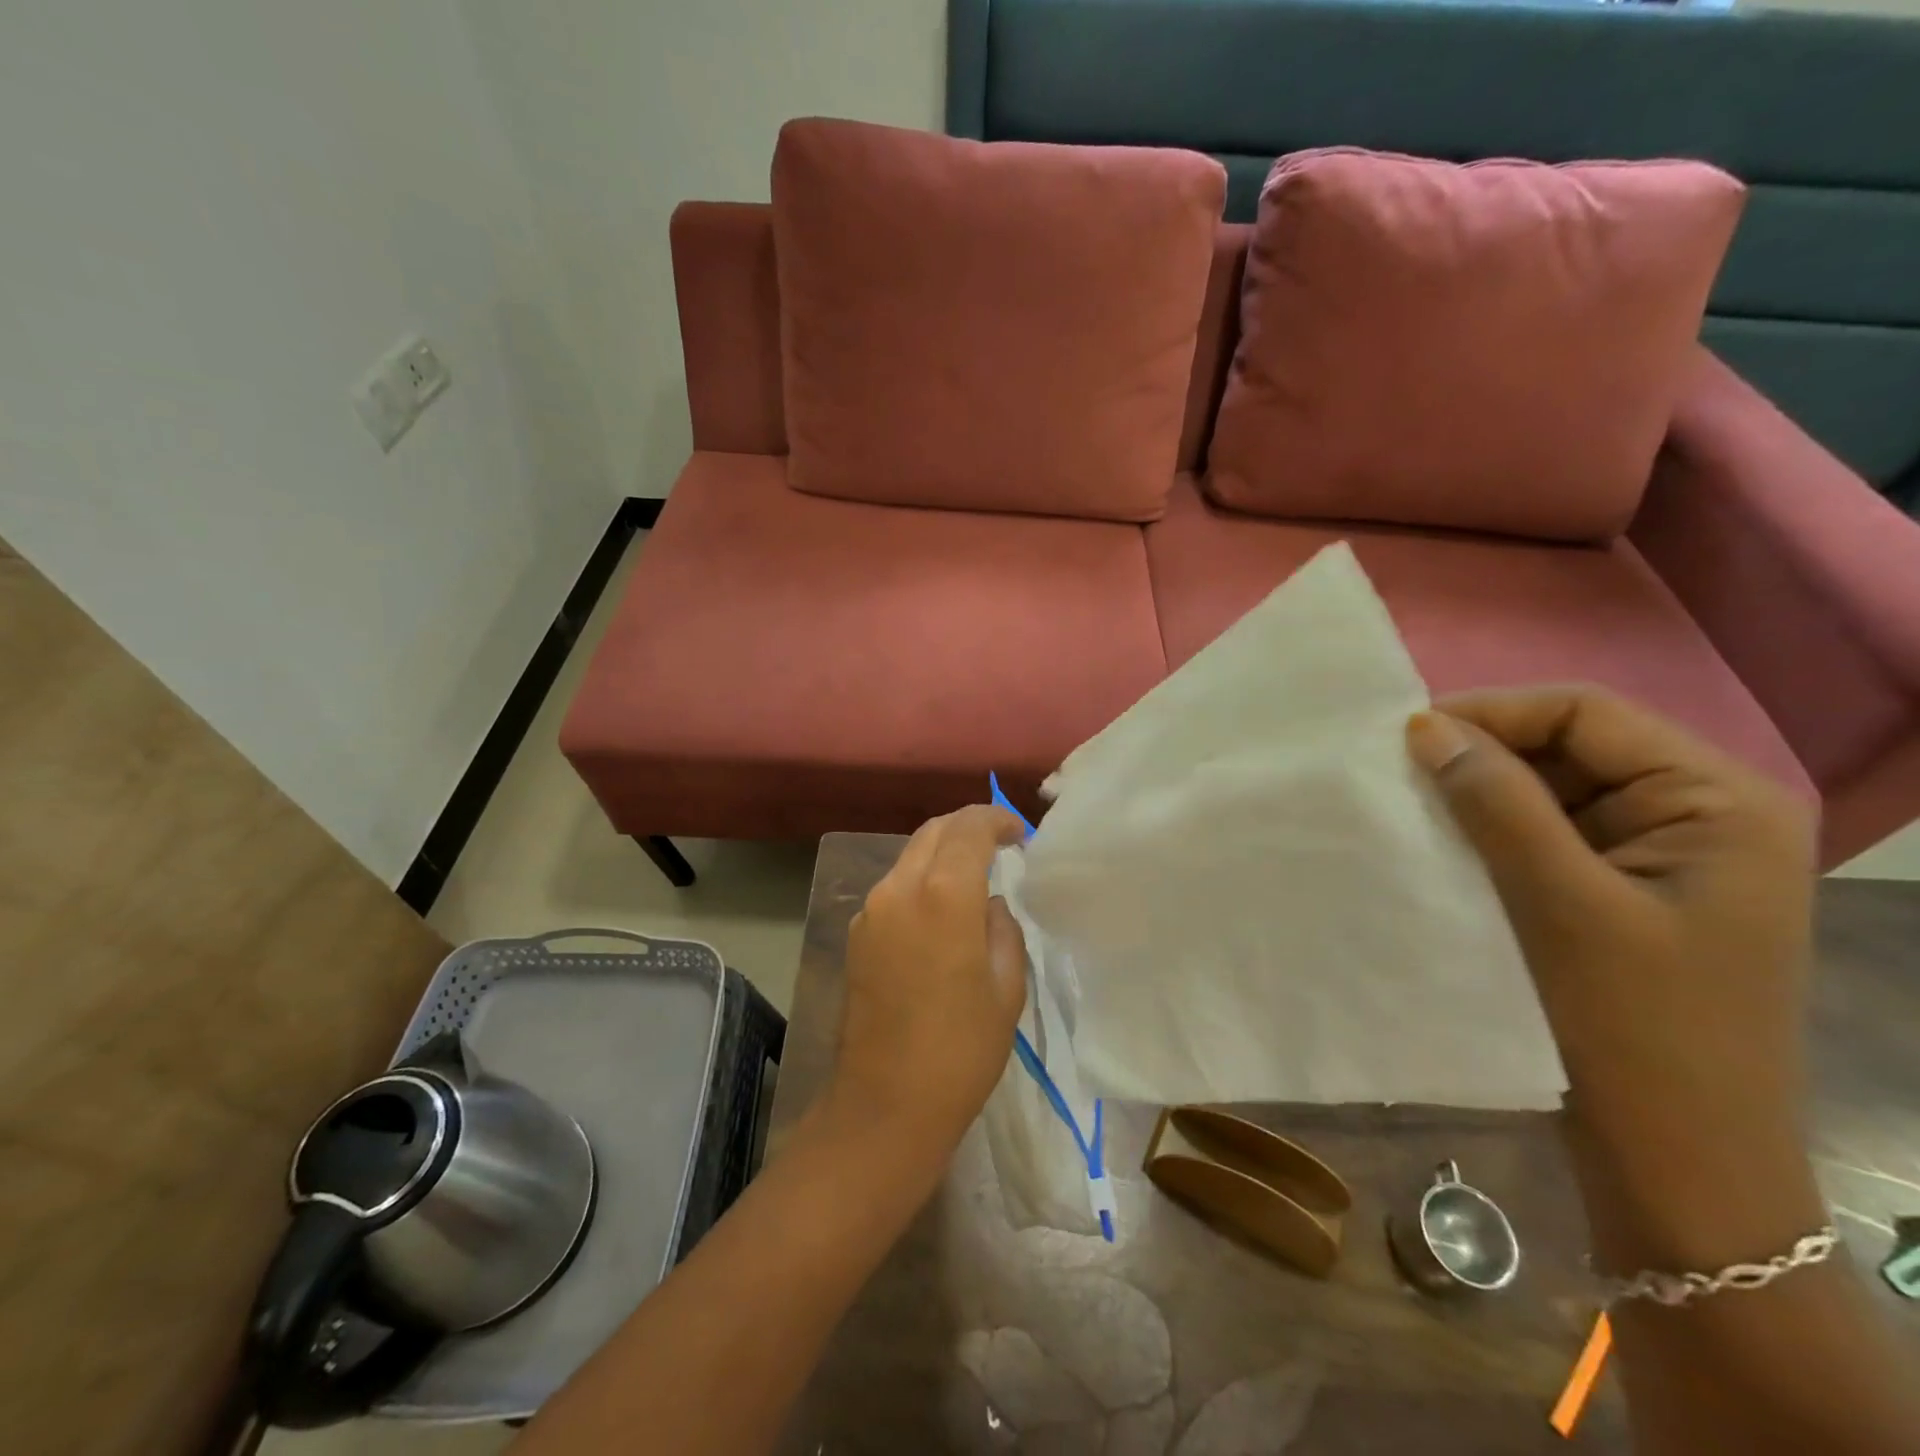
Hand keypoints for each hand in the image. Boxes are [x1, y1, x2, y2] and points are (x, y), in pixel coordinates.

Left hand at [820, 806, 1029, 1159]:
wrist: (885, 1104)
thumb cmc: (961, 1050)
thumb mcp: (1006, 988)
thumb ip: (1002, 928)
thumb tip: (989, 904)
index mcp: (942, 896)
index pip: (969, 827)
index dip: (997, 819)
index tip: (1020, 833)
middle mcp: (899, 889)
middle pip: (933, 831)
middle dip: (968, 827)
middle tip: (1000, 845)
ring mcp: (871, 910)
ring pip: (910, 856)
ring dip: (942, 853)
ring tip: (973, 878)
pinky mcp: (856, 933)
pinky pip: (894, 887)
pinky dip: (921, 880)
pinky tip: (940, 912)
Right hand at [1406, 686, 1824, 1267]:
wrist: (1674, 1160)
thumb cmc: (1632, 1026)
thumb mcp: (1558, 901)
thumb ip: (1496, 801)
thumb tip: (1425, 726)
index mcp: (1716, 800)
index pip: (1586, 713)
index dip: (1491, 712)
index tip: (1403, 736)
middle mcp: (1697, 814)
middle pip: (1569, 748)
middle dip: (1481, 755)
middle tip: (1395, 772)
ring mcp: (1660, 856)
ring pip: (1550, 792)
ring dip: (1479, 796)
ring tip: (1407, 806)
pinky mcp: (1622, 892)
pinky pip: (1546, 836)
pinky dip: (1490, 833)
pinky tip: (1440, 845)